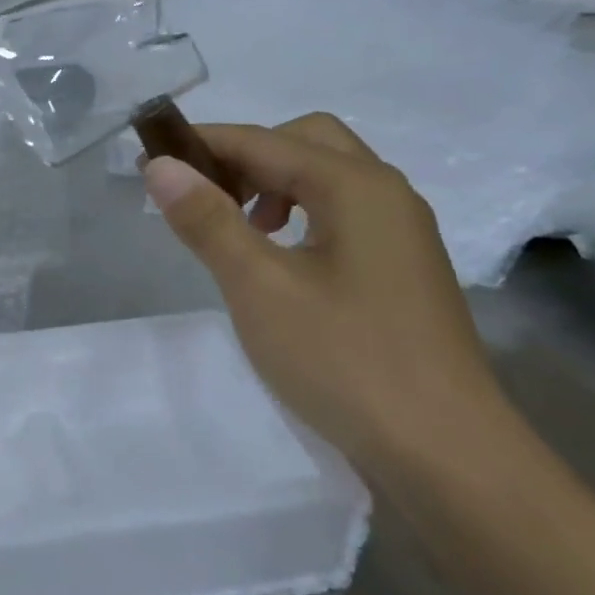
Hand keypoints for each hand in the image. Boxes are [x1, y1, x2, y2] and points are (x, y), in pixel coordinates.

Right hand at [143, 114, 507, 471]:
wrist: (446, 454)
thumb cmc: (345, 360)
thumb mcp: (259, 287)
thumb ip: (208, 220)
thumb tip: (162, 166)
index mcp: (357, 186)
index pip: (264, 141)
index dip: (202, 144)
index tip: (148, 160)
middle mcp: (386, 194)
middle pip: (304, 142)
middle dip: (245, 156)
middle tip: (200, 194)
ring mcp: (400, 233)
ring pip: (325, 178)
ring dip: (270, 185)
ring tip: (234, 228)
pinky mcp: (400, 268)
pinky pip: (340, 214)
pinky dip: (297, 214)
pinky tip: (276, 259)